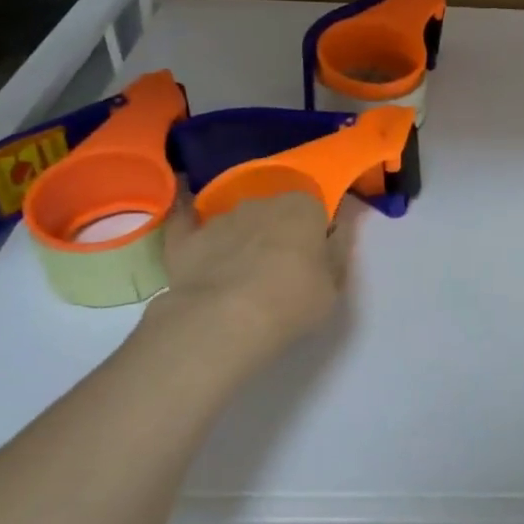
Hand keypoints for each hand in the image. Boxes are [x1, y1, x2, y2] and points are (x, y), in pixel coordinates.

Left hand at [159, 191, 361, 350]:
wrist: (223, 321)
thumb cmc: (292, 302)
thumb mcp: (334, 285)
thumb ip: (337, 250)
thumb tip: (338, 226)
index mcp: (303, 207)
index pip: (314, 207)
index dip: (313, 230)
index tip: (314, 254)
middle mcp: (261, 202)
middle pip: (273, 210)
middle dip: (276, 231)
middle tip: (279, 267)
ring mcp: (220, 218)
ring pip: (236, 220)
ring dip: (240, 237)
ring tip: (238, 273)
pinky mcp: (185, 238)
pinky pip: (187, 221)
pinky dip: (188, 219)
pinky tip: (185, 218)